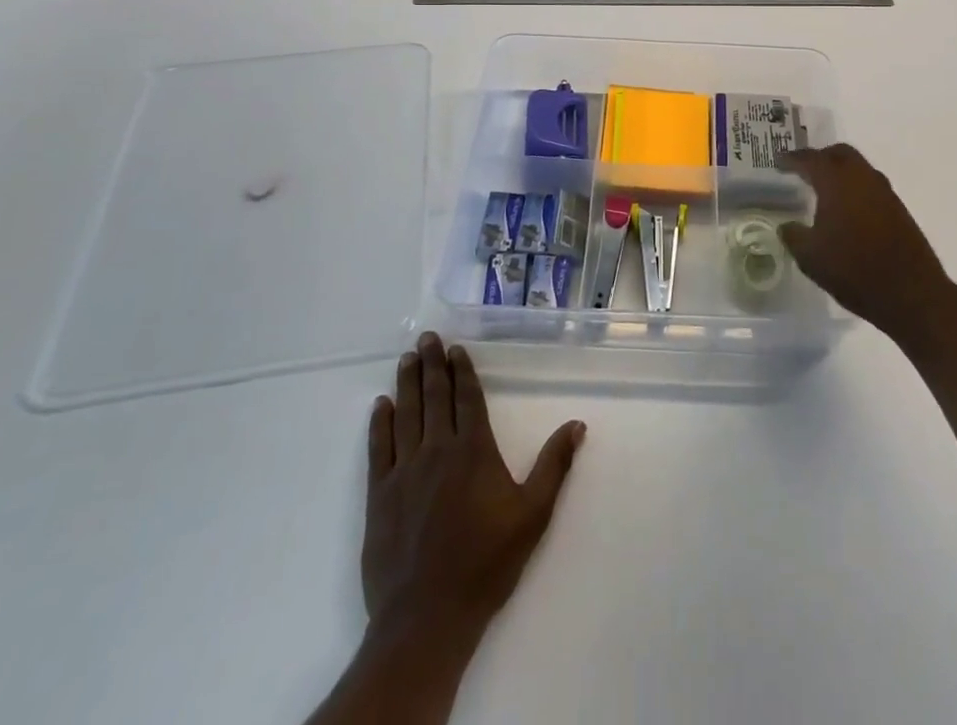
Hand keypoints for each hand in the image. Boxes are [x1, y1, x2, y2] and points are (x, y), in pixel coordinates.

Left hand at [361, 333, 585, 657]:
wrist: (428, 618)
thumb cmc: (486, 564)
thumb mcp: (533, 516)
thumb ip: (554, 466)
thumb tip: (577, 424)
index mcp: (474, 451)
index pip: (467, 399)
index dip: (461, 371)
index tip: (455, 349)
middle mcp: (438, 450)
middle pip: (435, 398)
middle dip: (431, 365)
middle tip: (426, 338)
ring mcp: (405, 472)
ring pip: (406, 415)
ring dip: (407, 384)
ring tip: (406, 358)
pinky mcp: (380, 496)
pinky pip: (379, 448)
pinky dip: (379, 423)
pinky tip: (381, 405)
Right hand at [777, 144, 956, 344]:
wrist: (911, 294)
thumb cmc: (853, 270)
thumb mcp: (810, 257)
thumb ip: (794, 236)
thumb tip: (787, 226)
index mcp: (836, 182)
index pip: (810, 159)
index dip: (791, 159)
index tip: (778, 161)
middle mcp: (862, 178)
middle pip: (840, 153)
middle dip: (820, 157)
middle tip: (803, 169)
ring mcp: (884, 192)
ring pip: (858, 168)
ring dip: (840, 172)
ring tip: (824, 189)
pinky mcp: (898, 209)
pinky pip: (870, 186)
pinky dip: (855, 188)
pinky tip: (847, 209)